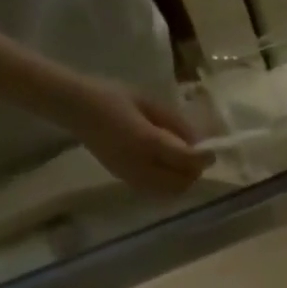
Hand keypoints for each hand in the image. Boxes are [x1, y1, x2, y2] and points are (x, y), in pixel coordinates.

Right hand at [66, 80, 210, 192]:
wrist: (74, 107)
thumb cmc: (112, 96)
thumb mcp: (148, 102)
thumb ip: (175, 124)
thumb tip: (200, 142)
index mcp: (147, 141)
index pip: (186, 159)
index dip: (203, 158)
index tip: (212, 152)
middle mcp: (141, 165)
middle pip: (182, 182)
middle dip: (193, 172)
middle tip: (197, 158)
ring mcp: (132, 177)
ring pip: (171, 191)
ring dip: (182, 180)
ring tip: (182, 163)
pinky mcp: (126, 182)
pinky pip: (157, 191)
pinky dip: (169, 184)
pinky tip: (166, 169)